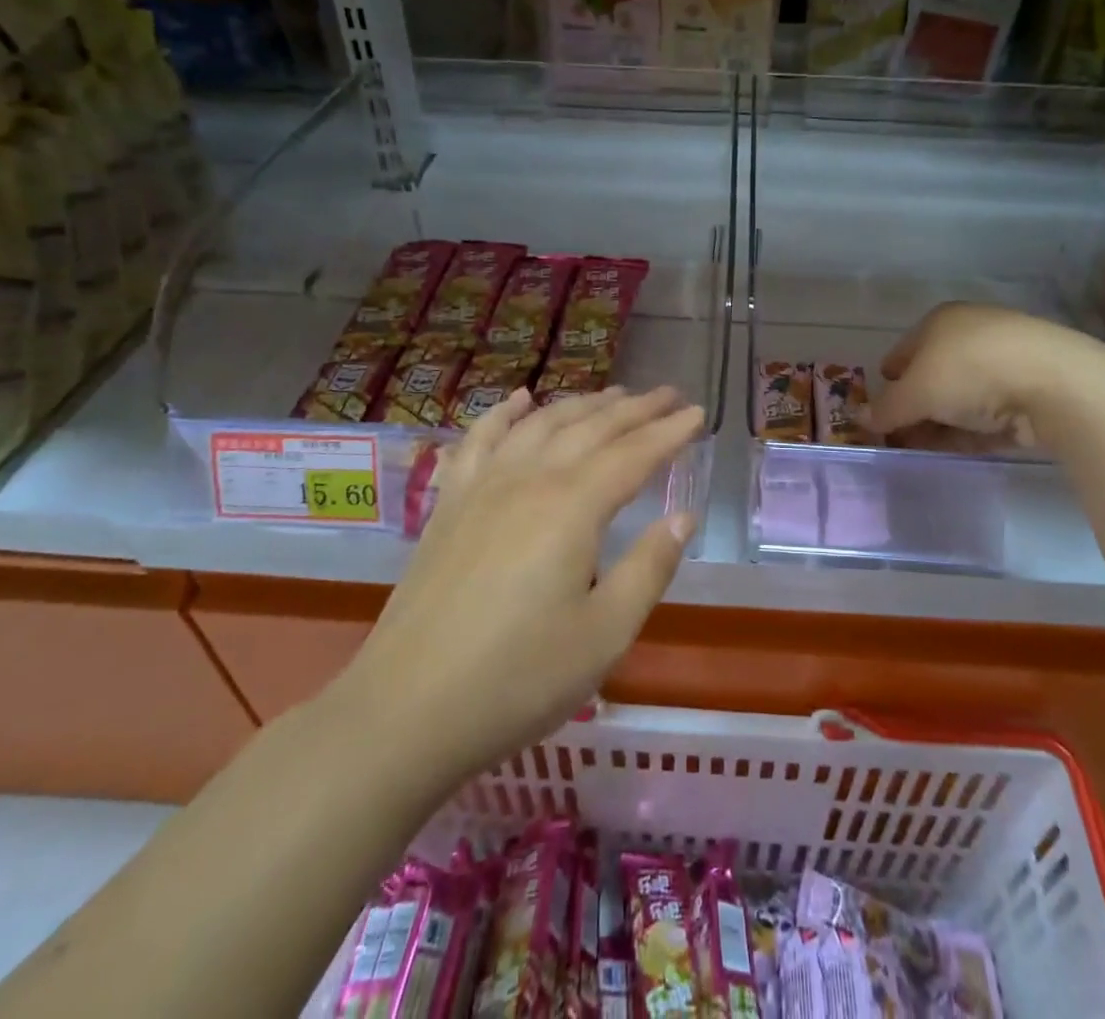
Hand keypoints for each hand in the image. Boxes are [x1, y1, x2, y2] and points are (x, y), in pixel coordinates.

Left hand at [345, 385, 704, 800]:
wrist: (405, 710)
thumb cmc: (518, 679)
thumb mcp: (604, 635)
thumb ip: (649, 568)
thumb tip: (683, 515)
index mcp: (572, 508)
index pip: (633, 455)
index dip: (669, 432)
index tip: (699, 412)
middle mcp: (529, 480)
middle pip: (590, 428)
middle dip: (634, 408)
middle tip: (668, 394)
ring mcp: (483, 487)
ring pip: (540, 425)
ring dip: (581, 404)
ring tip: (613, 394)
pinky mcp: (450, 505)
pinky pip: (479, 440)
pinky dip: (504, 413)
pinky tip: (519, 400)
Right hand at [873, 302, 1104, 451]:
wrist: (1054, 383)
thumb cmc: (969, 372)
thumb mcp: (915, 394)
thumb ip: (886, 409)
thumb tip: (863, 420)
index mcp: (940, 321)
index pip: (903, 351)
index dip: (888, 380)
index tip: (878, 409)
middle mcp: (971, 334)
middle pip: (932, 375)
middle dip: (913, 406)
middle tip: (898, 436)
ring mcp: (1004, 362)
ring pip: (961, 397)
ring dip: (940, 422)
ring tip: (922, 449)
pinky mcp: (1030, 391)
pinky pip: (988, 413)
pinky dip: (969, 430)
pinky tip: (956, 449)